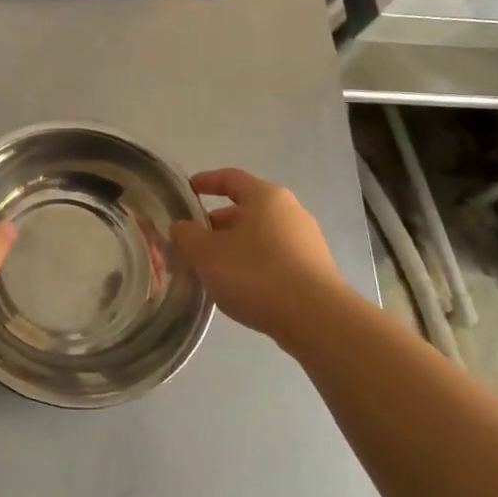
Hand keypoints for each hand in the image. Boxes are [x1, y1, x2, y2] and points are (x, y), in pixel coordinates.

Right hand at [170, 168, 345, 346]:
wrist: (315, 318)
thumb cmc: (255, 274)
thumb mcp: (207, 254)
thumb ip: (188, 236)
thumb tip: (182, 227)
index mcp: (266, 197)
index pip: (231, 178)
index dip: (206, 181)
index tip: (188, 189)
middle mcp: (290, 211)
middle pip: (246, 209)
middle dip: (217, 222)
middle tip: (193, 241)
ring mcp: (306, 241)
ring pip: (260, 235)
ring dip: (234, 245)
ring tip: (211, 268)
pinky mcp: (314, 269)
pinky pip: (274, 256)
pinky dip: (253, 263)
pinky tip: (239, 285)